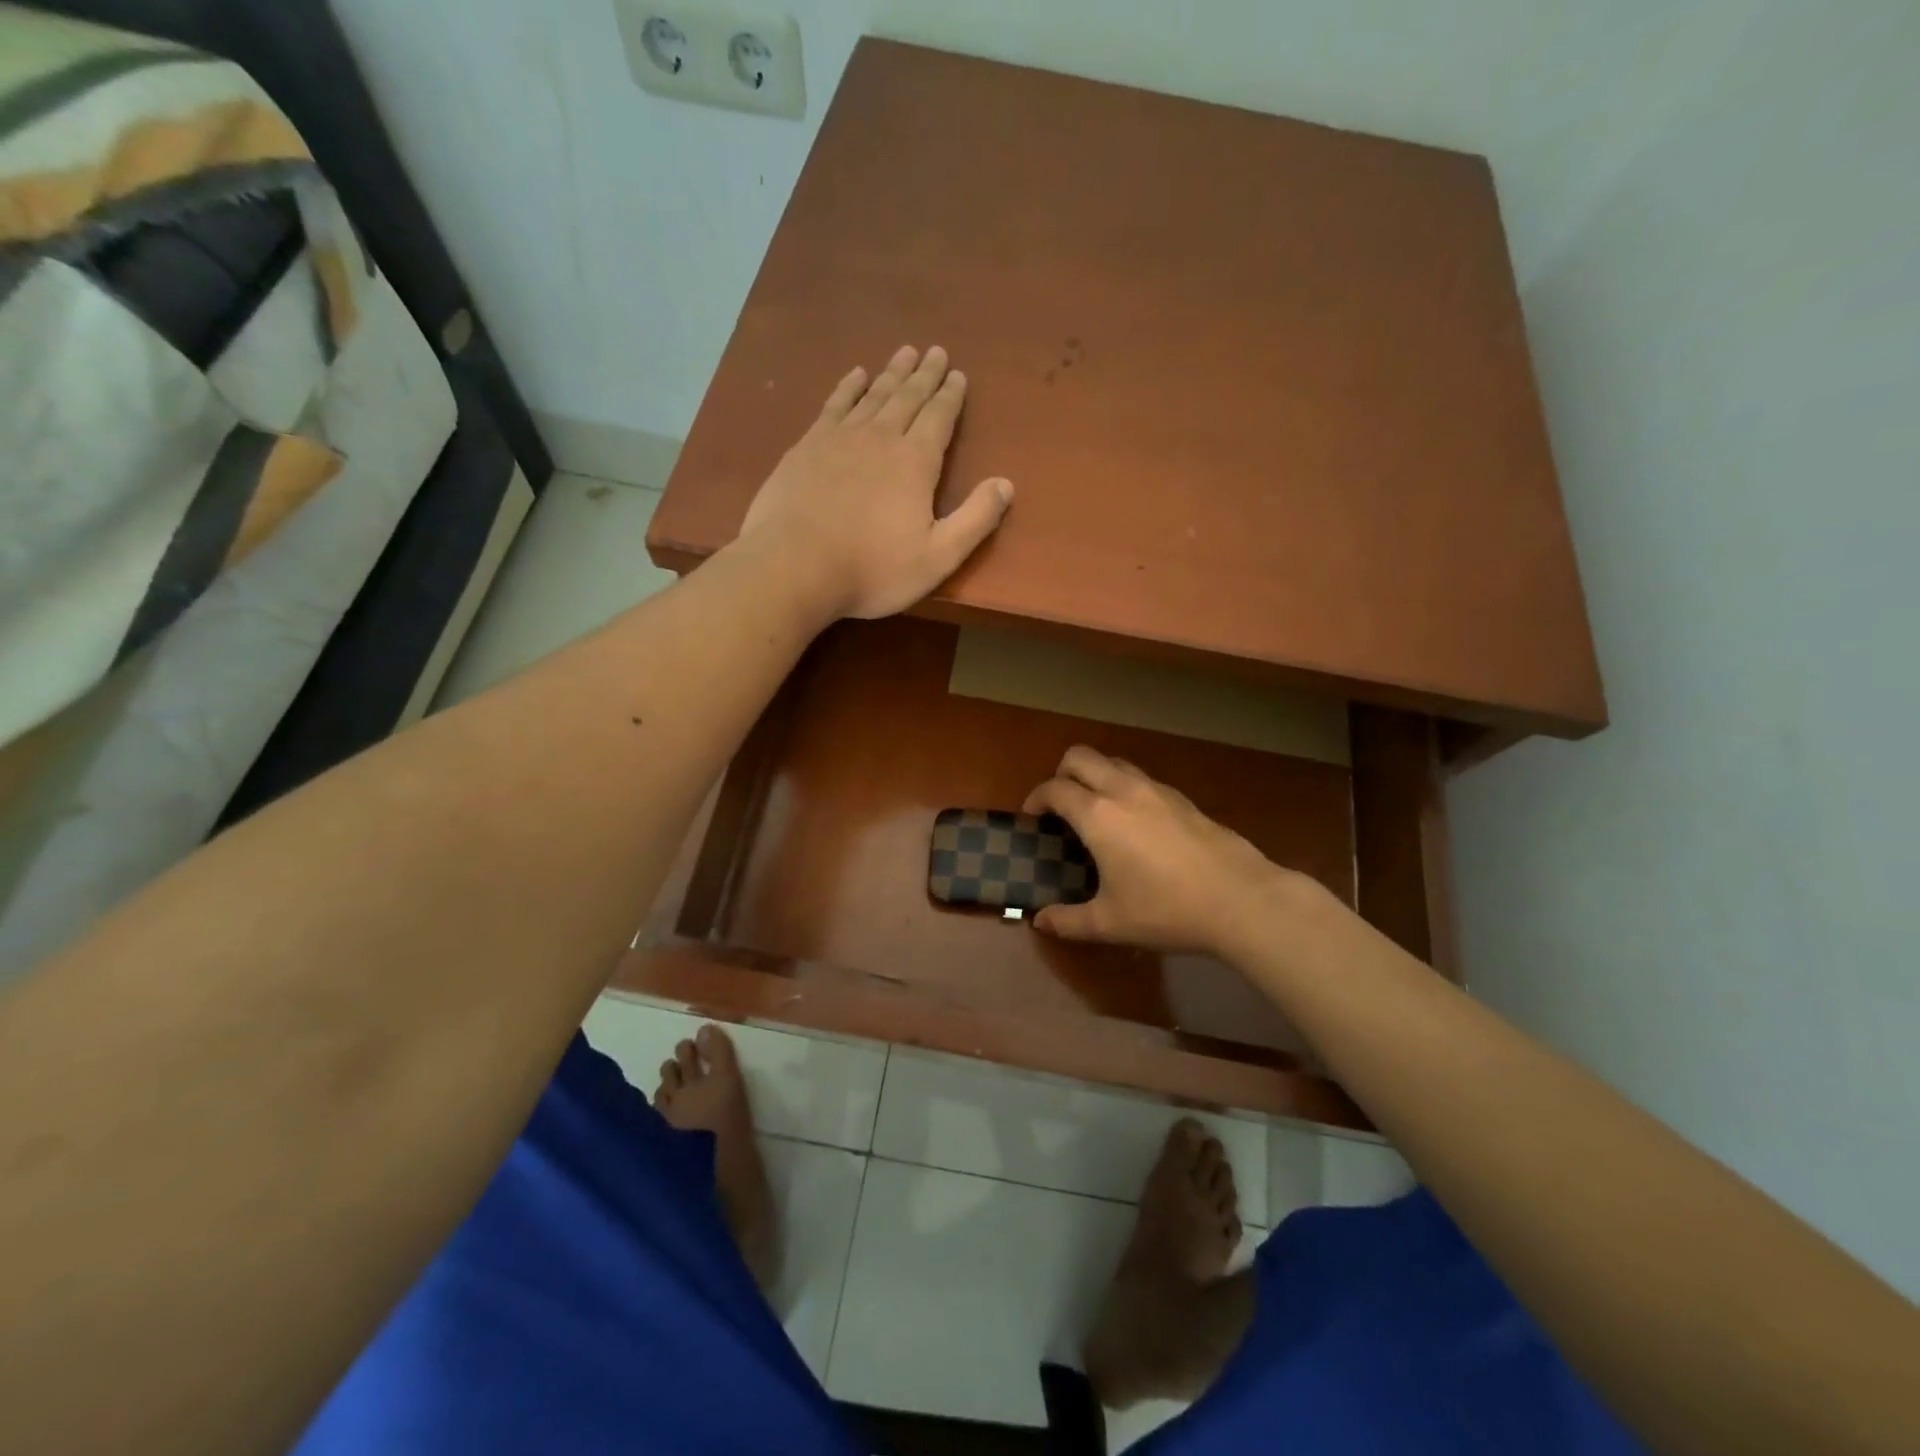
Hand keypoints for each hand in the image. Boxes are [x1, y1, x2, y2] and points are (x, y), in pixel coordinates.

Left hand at [737, 345, 1012, 620]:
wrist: (795, 565)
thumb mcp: (937, 557)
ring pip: (874, 394)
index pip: (939, 417)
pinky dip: (849, 386)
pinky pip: (835, 403)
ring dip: (892, 373)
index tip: (958, 375)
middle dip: (925, 375)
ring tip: (904, 353)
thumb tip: (1006, 484)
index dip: (951, 396)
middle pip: (908, 397)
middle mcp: (881, 437)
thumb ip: (975, 520)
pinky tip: (856, 375)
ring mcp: (840, 437)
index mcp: (916, 462)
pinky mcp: (807, 445)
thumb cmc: (872, 569)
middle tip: (936, 351)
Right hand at [1022, 746, 1296, 954]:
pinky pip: (1140, 778)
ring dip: (1094, 776)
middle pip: (1080, 757)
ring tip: (1095, 811)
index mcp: (1098, 815)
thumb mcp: (1110, 923)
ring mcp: (1156, 789)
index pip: (1054, 788)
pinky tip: (1134, 824)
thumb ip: (1068, 921)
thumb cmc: (1167, 910)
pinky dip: (1124, 787)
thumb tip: (1039, 921)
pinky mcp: (1182, 798)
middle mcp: (1123, 790)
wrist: (1241, 899)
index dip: (1035, 799)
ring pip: (1113, 761)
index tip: (1032, 819)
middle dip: (1061, 774)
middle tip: (1059, 807)